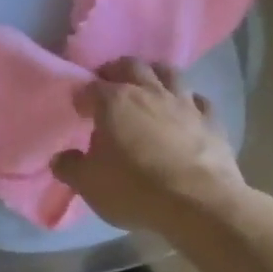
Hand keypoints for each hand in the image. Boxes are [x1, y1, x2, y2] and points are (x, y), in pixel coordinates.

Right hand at [51, 58, 247, 232]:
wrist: (200, 205)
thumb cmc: (135, 190)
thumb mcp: (89, 184)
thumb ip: (70, 167)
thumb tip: (60, 158)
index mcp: (114, 101)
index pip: (90, 86)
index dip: (81, 96)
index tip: (79, 110)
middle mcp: (149, 92)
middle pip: (131, 66)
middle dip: (116, 72)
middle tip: (109, 89)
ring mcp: (184, 103)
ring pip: (169, 73)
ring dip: (155, 76)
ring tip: (147, 91)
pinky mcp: (212, 120)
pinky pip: (199, 100)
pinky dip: (188, 102)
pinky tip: (184, 113)